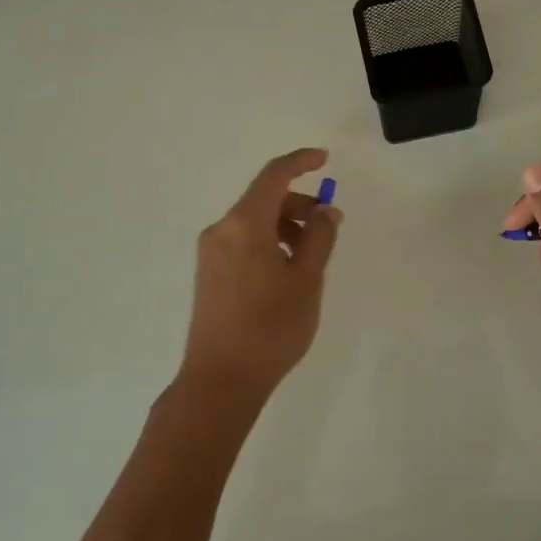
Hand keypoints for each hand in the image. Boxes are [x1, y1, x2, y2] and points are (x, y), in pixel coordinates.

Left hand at [176, 148, 341, 409]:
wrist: (220, 381)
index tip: (325, 159)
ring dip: (286, 226)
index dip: (301, 162)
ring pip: (255, 222)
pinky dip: (270, 242)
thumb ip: (320, 237)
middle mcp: (222, 230)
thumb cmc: (270, 328)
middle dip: (300, 204)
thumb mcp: (306, 280)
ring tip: (312, 256)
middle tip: (330, 227)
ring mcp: (211, 253)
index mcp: (244, 225)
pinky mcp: (209, 273)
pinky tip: (288, 271)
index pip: (274, 176)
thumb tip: (326, 210)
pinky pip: (244, 241)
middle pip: (264, 199)